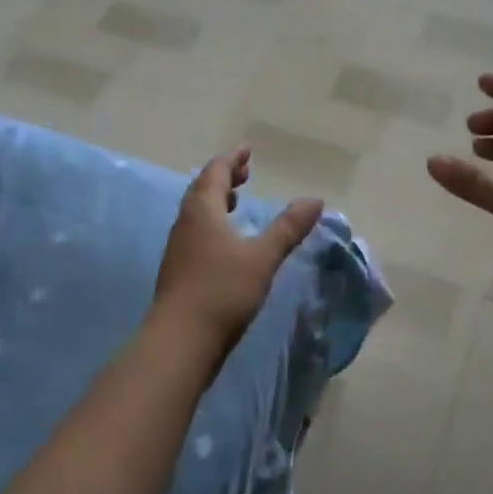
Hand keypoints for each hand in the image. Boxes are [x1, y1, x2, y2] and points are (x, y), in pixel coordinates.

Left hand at [153, 148, 323, 357]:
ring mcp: (178, 248)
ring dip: (216, 200)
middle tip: (244, 172)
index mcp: (202, 210)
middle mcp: (186, 223)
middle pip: (202, 189)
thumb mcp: (262, 257)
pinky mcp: (178, 270)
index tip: (246, 151)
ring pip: (196, 212)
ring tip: (235, 201)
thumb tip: (315, 200)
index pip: (215, 172)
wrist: (179, 342)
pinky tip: (225, 241)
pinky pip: (195, 232)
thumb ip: (288, 228)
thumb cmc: (222, 291)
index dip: (232, 160)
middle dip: (224, 177)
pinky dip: (212, 223)